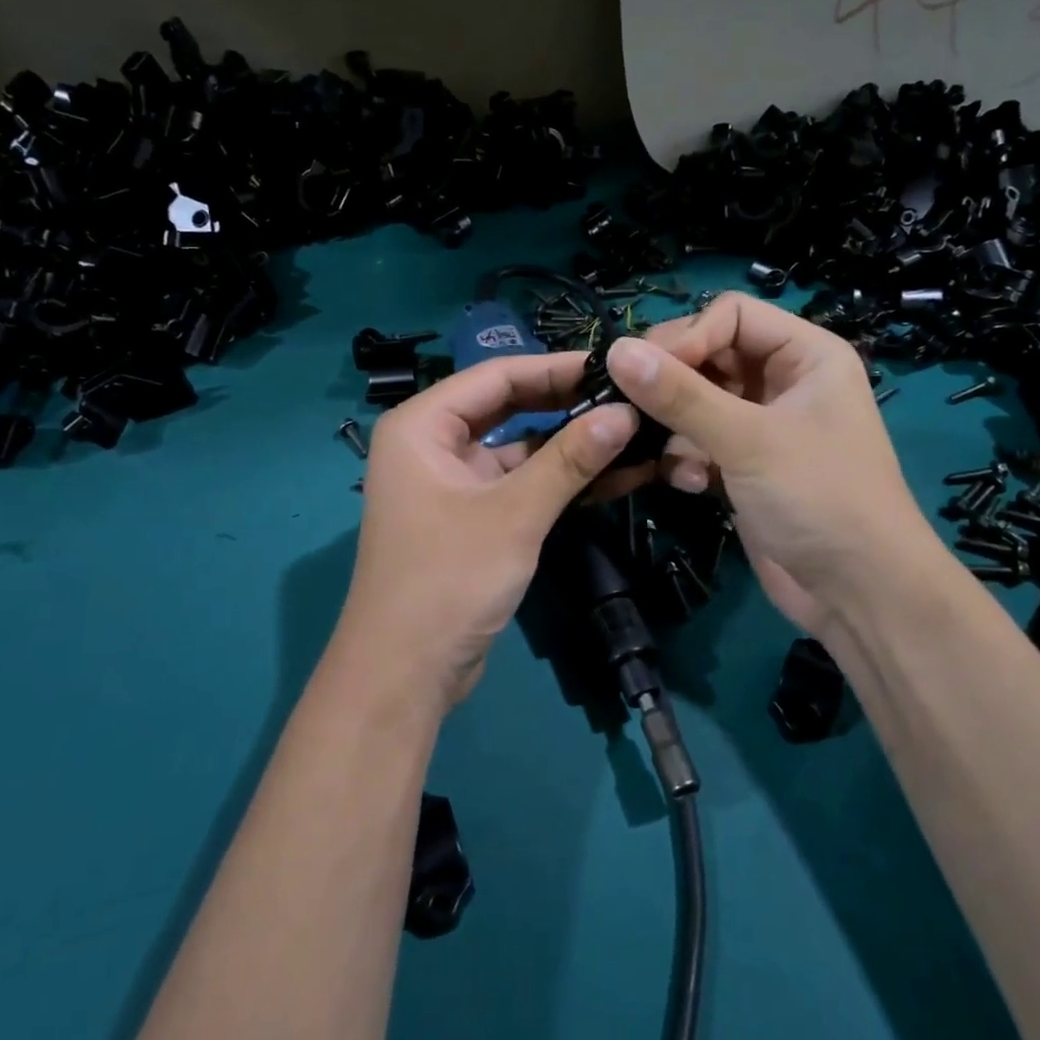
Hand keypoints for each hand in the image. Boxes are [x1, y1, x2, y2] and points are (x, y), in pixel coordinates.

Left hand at [333, 353, 638, 710]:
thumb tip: (626, 412)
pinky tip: (613, 475)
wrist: (405, 673)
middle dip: (568, 404)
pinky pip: (521, 483)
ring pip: (520, 448)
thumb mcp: (514, 514)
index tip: (613, 365)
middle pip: (509, 407)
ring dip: (571, 445)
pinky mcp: (474, 516)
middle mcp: (433, 444)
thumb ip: (570, 459)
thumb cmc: (448, 580)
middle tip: (629, 396)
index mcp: (422, 426)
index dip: (556, 367)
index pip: (497, 376)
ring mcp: (454, 482)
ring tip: (633, 432)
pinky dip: (560, 480)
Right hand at [604, 294, 940, 634]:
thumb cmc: (818, 498)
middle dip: (674, 385)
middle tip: (633, 408)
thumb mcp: (748, 440)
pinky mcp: (745, 465)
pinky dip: (688, 458)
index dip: (687, 337)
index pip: (731, 315)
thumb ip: (680, 395)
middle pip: (710, 356)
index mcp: (806, 354)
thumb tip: (615, 350)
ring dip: (676, 428)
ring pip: (698, 402)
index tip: (645, 371)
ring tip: (669, 455)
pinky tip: (690, 484)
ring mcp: (764, 425)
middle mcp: (785, 381)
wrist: (857, 594)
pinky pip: (700, 441)